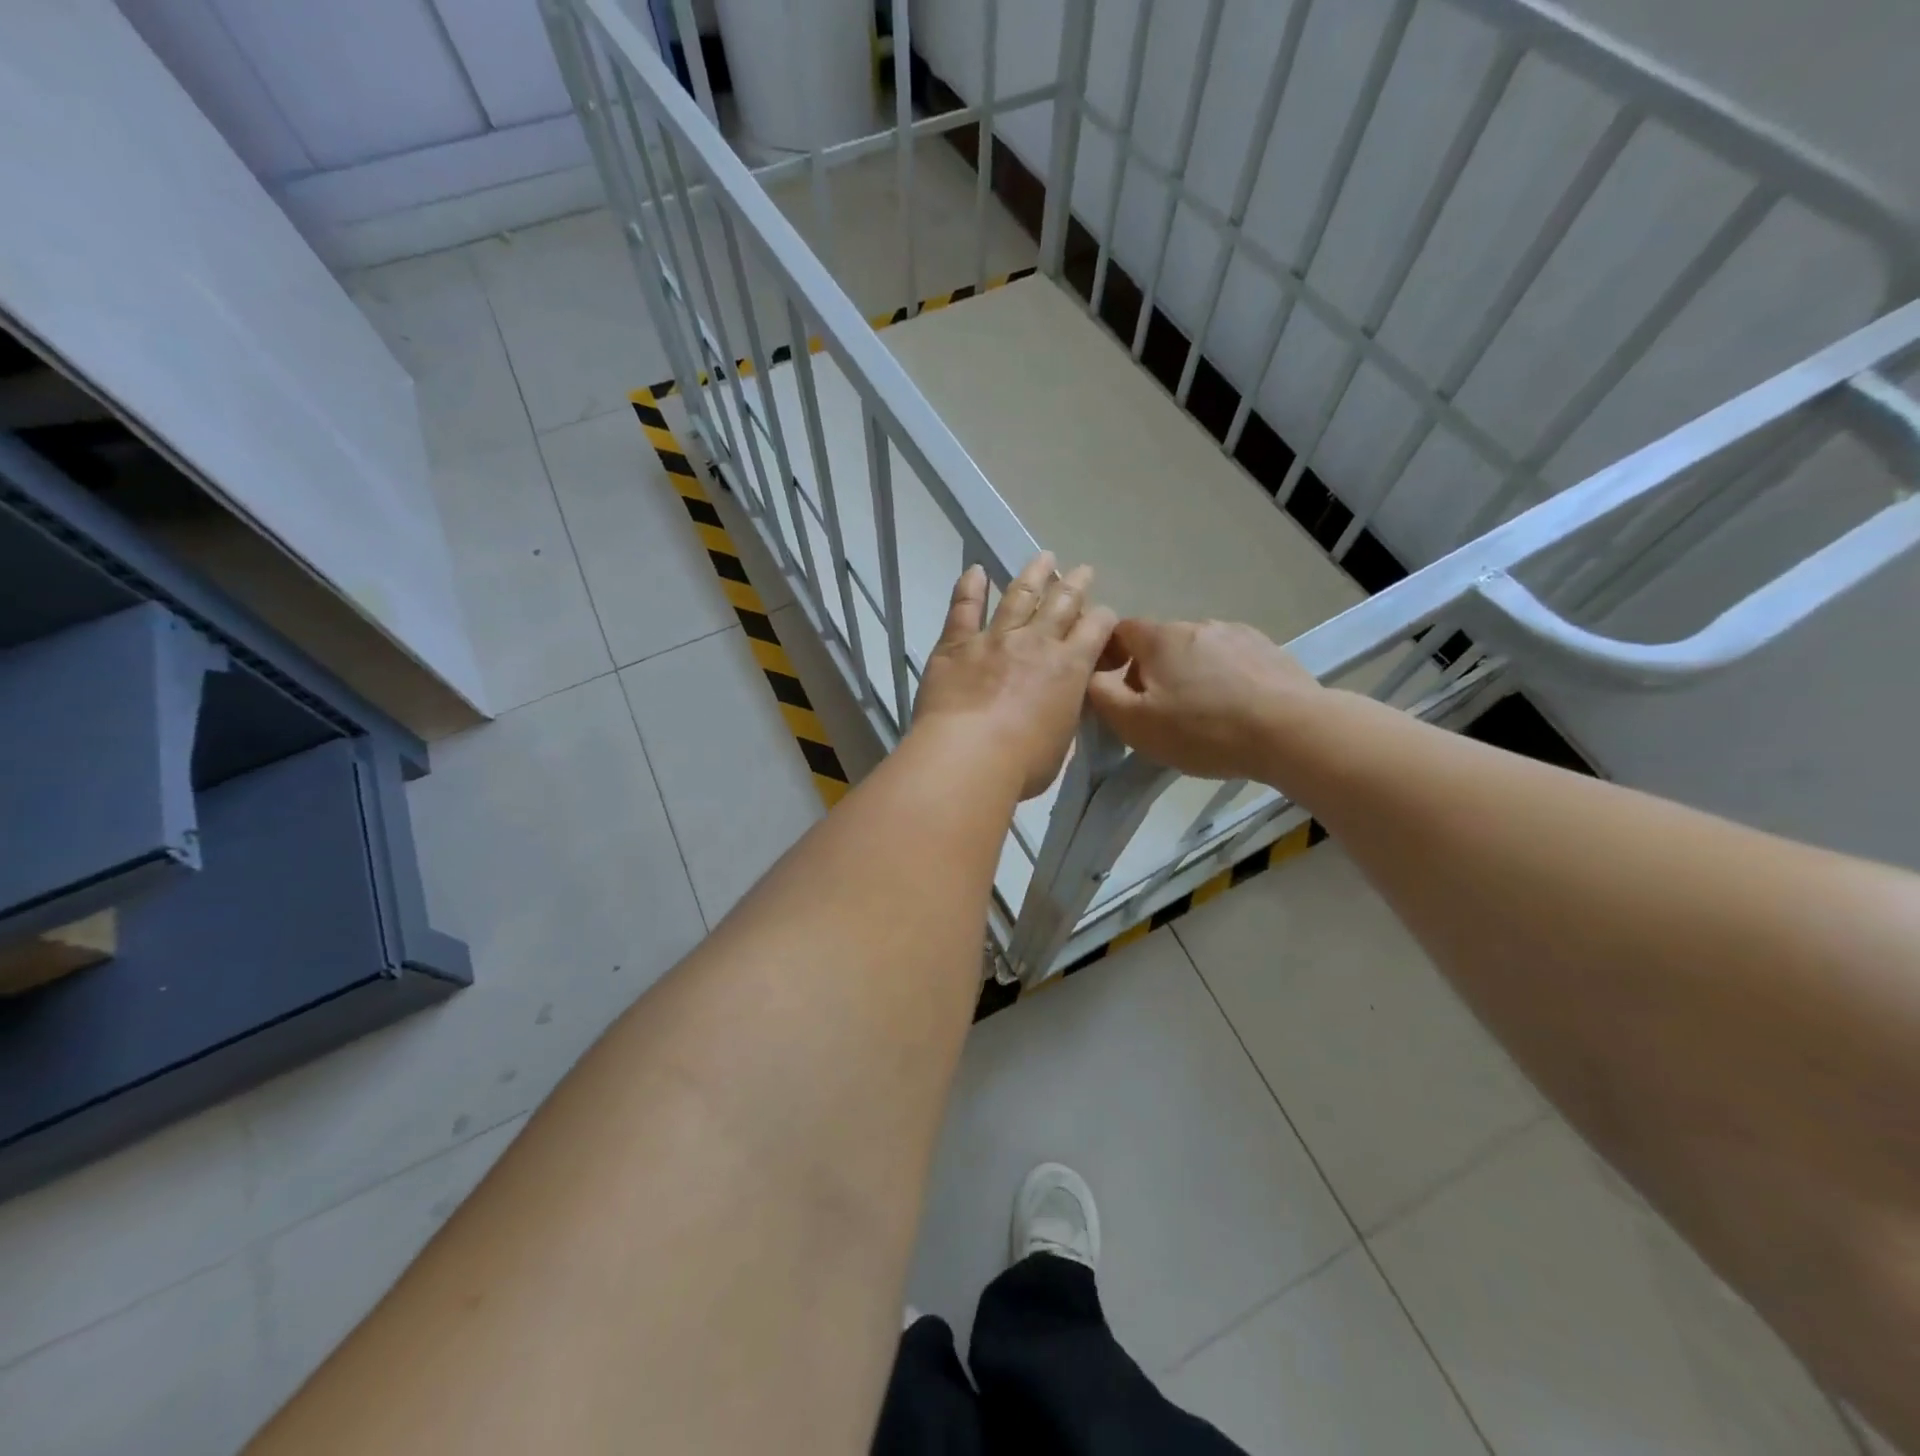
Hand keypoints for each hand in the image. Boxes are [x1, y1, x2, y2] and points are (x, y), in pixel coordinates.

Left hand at [912, 553, 1116, 799]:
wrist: (968, 757)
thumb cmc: (1022, 764)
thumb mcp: (1061, 742)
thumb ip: (1063, 714)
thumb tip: (1061, 703)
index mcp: (1070, 668)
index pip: (1096, 629)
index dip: (1103, 618)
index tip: (1104, 614)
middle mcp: (1036, 643)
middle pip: (1062, 603)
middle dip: (1075, 585)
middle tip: (1083, 570)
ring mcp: (995, 639)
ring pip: (1019, 596)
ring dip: (1033, 575)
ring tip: (1044, 558)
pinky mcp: (956, 644)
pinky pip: (964, 608)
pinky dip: (970, 587)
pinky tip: (975, 570)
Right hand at [1087, 618, 1321, 780]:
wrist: (1291, 731)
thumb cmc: (1203, 729)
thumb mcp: (1135, 723)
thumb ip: (1101, 695)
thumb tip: (1089, 675)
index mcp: (1160, 638)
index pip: (1120, 630)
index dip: (1109, 654)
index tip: (1112, 685)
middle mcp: (1197, 625)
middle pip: (1160, 644)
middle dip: (1151, 671)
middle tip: (1156, 713)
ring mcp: (1237, 634)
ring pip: (1197, 652)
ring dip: (1189, 675)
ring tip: (1201, 715)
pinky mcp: (1268, 650)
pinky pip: (1231, 660)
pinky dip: (1223, 679)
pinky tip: (1234, 709)